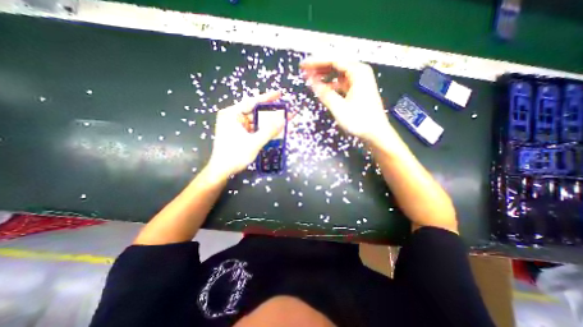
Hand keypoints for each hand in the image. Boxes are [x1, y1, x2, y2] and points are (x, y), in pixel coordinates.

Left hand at [208, 91, 284, 177]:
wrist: (222, 171)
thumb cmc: (235, 155)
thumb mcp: (254, 143)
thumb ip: (269, 131)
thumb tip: (283, 120)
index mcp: (232, 114)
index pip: (252, 102)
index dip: (267, 98)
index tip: (279, 94)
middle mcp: (233, 117)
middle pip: (255, 111)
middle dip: (271, 112)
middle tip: (285, 111)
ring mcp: (236, 126)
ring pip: (256, 121)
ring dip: (269, 122)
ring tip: (283, 121)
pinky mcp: (239, 134)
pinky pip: (254, 129)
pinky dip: (263, 130)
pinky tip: (274, 130)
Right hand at [303, 58, 393, 145]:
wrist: (376, 133)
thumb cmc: (359, 121)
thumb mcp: (339, 108)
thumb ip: (324, 93)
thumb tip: (310, 81)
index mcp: (357, 72)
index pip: (333, 60)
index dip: (316, 61)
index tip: (303, 65)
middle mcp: (360, 72)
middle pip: (336, 64)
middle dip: (319, 66)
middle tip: (305, 70)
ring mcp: (360, 81)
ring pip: (338, 73)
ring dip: (325, 74)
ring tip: (311, 77)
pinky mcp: (358, 90)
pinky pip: (342, 82)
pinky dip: (332, 84)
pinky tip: (324, 87)